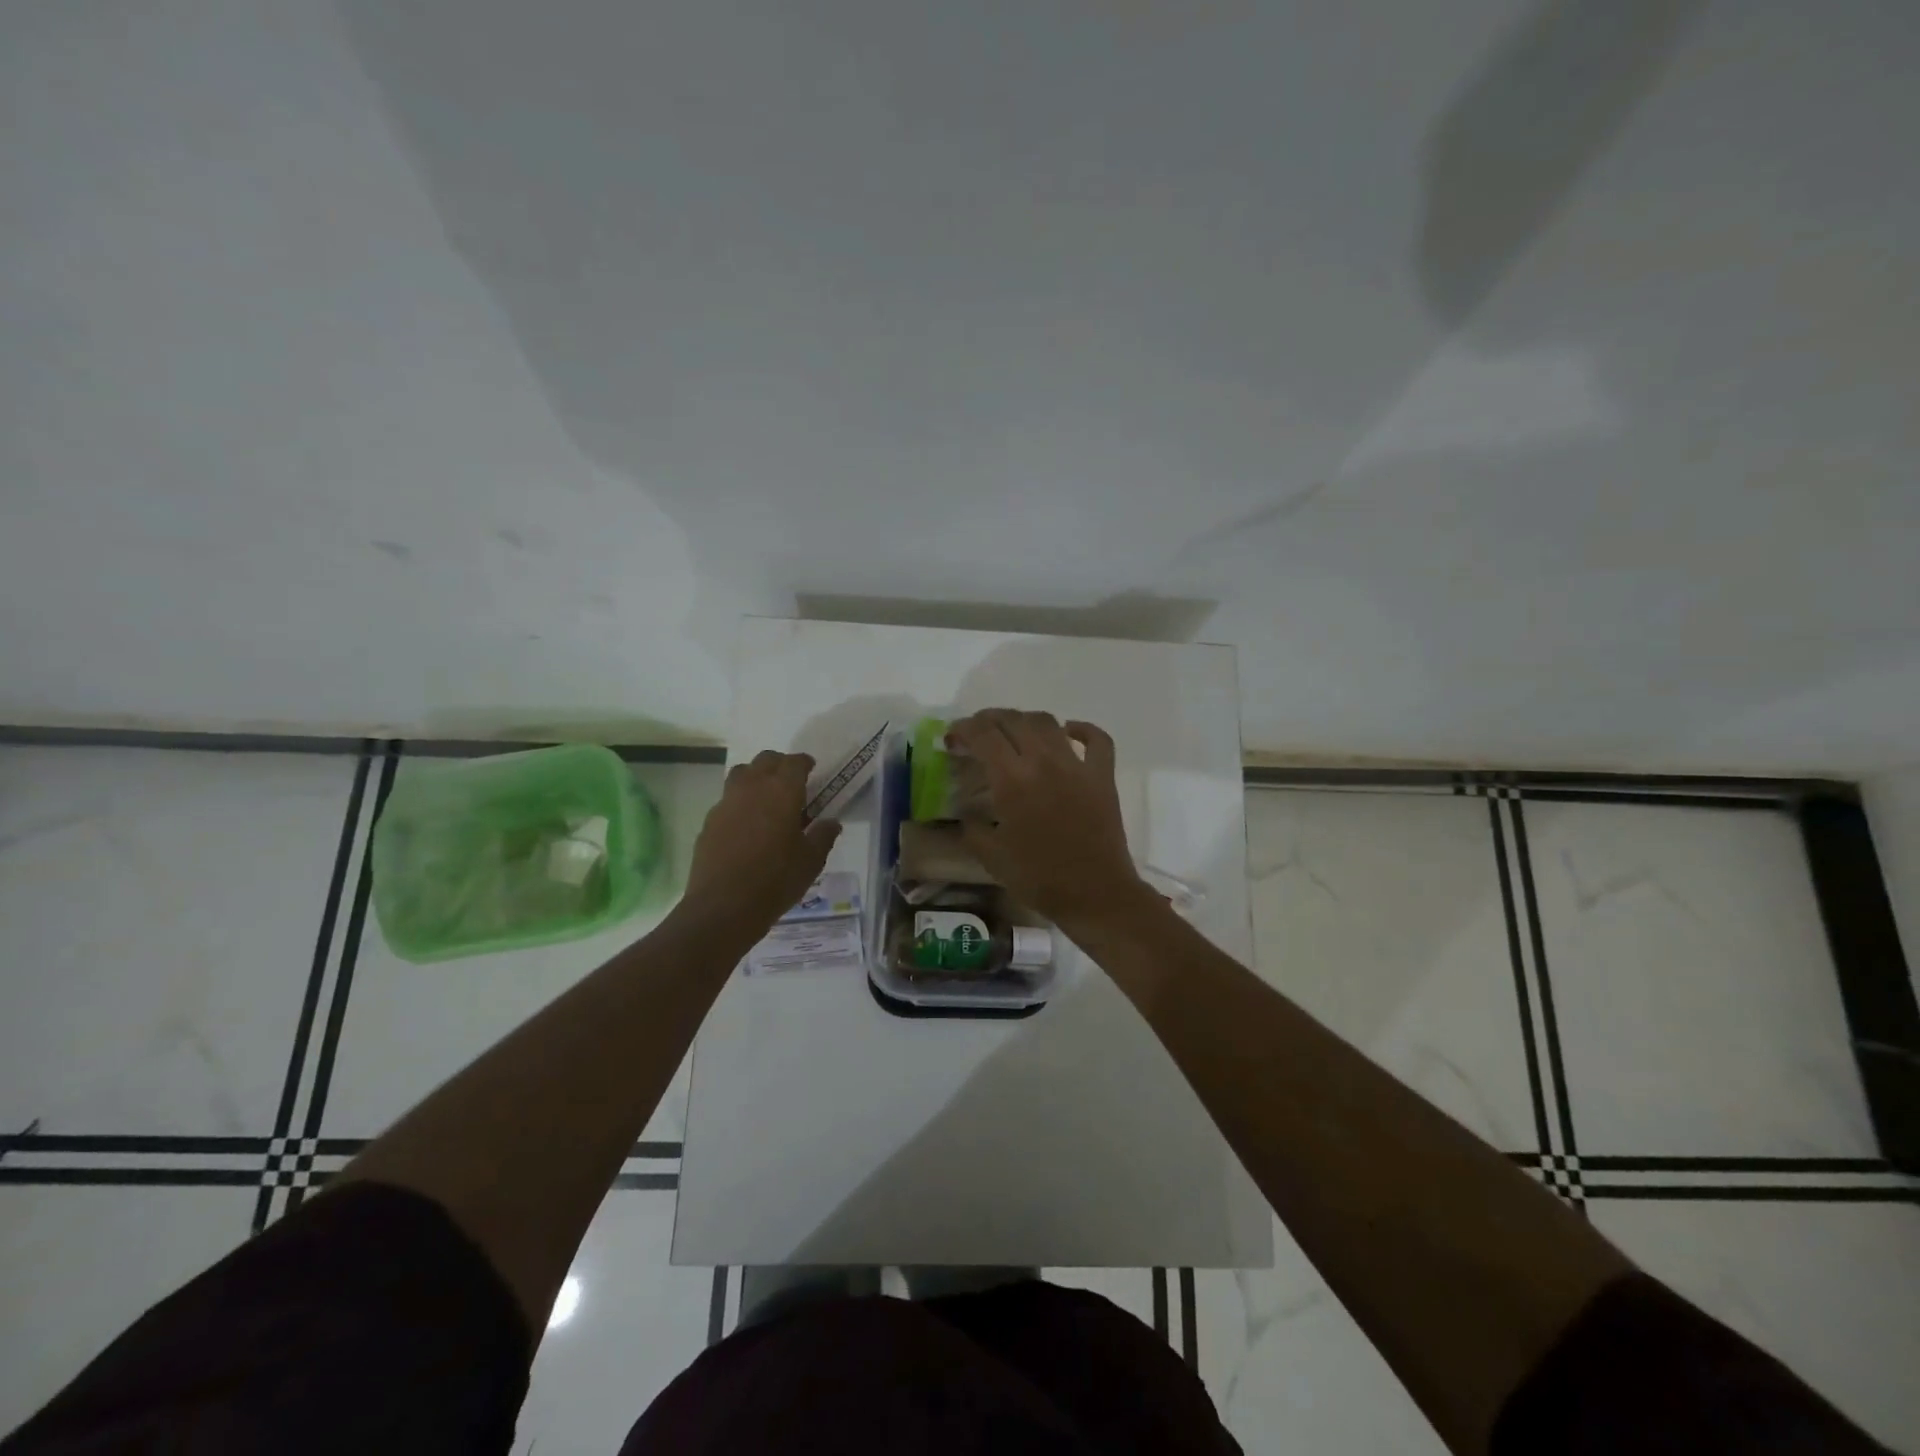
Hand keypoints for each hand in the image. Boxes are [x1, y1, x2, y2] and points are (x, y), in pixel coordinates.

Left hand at [683, 751, 841, 927]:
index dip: (804, 763)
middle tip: (791, 782)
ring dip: (756, 777)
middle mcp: (752, 788)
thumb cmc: (776, 880)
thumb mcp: (811, 861)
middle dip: (780, 765)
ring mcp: (726, 803)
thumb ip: (823, 836)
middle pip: (765, 760)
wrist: (723, 906)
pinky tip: (746, 824)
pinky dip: (739, 802)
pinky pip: (727, 800)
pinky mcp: (709, 822)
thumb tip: (831, 822)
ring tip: (766, 797)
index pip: (794, 762)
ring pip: (741, 774)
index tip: (812, 769)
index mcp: (782, 791)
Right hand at [947, 710, 1154, 929]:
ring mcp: (1077, 766)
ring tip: (1014, 732)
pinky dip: (1082, 729)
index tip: (952, 738)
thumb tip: (966, 811)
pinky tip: (1069, 732)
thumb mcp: (991, 857)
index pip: (983, 734)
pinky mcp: (1103, 776)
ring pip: (1048, 722)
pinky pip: (1097, 739)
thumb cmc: (1038, 878)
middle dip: (989, 720)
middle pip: (1013, 720)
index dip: (963, 728)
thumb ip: (972, 827)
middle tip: (977, 733)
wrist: (1094, 895)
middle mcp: (1043, 762)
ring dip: (1025, 720)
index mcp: (1012, 780)